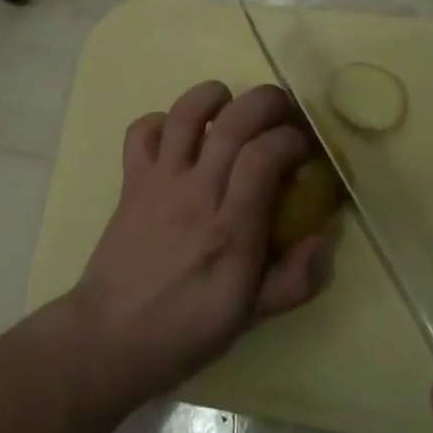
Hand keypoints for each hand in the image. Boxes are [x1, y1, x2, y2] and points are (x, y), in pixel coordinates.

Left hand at [68, 81, 332, 401]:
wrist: (110, 337)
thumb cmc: (186, 329)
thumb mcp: (250, 317)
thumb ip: (294, 281)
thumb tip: (323, 239)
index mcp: (230, 230)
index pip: (263, 158)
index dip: (290, 138)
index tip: (303, 144)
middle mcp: (195, 195)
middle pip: (231, 124)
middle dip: (264, 101)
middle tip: (282, 108)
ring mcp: (159, 182)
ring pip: (185, 115)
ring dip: (213, 95)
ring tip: (231, 101)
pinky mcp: (131, 180)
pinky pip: (141, 132)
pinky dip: (161, 120)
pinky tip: (180, 134)